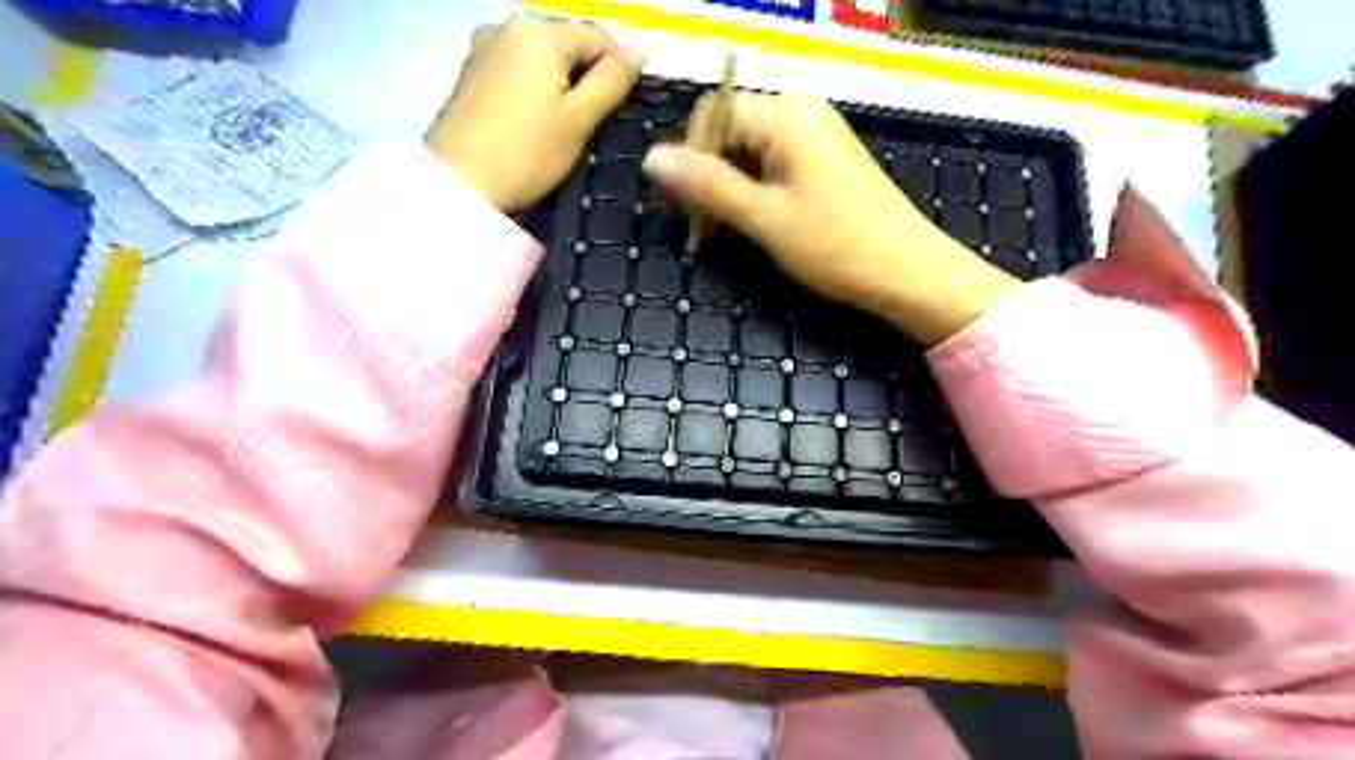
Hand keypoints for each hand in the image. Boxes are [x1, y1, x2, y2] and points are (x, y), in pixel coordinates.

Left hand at [432, 18, 647, 213]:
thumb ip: (612, 81)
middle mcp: (510, 24)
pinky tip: (530, 123)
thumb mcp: (580, 120)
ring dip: (559, 85)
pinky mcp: (470, 70)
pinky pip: (517, 69)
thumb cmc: (527, 153)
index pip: (600, 37)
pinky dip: (533, 89)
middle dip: (584, 77)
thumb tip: (641, 49)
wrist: (459, 184)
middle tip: (584, 126)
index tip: (611, 114)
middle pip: (568, 42)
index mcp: (541, 31)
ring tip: (557, 128)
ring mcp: (485, 45)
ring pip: (542, 57)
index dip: (615, 72)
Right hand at [643, 93, 1015, 345]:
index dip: (691, 159)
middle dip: (710, 176)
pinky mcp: (828, 159)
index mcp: (785, 116)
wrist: (908, 272)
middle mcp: (802, 112)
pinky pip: (776, 162)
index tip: (687, 209)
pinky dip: (757, 190)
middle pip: (732, 130)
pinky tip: (756, 223)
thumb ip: (706, 185)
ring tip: (727, 232)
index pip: (713, 115)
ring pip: (752, 150)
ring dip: (731, 188)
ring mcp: (819, 134)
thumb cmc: (835, 245)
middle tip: (704, 228)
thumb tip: (651, 157)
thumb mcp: (762, 218)